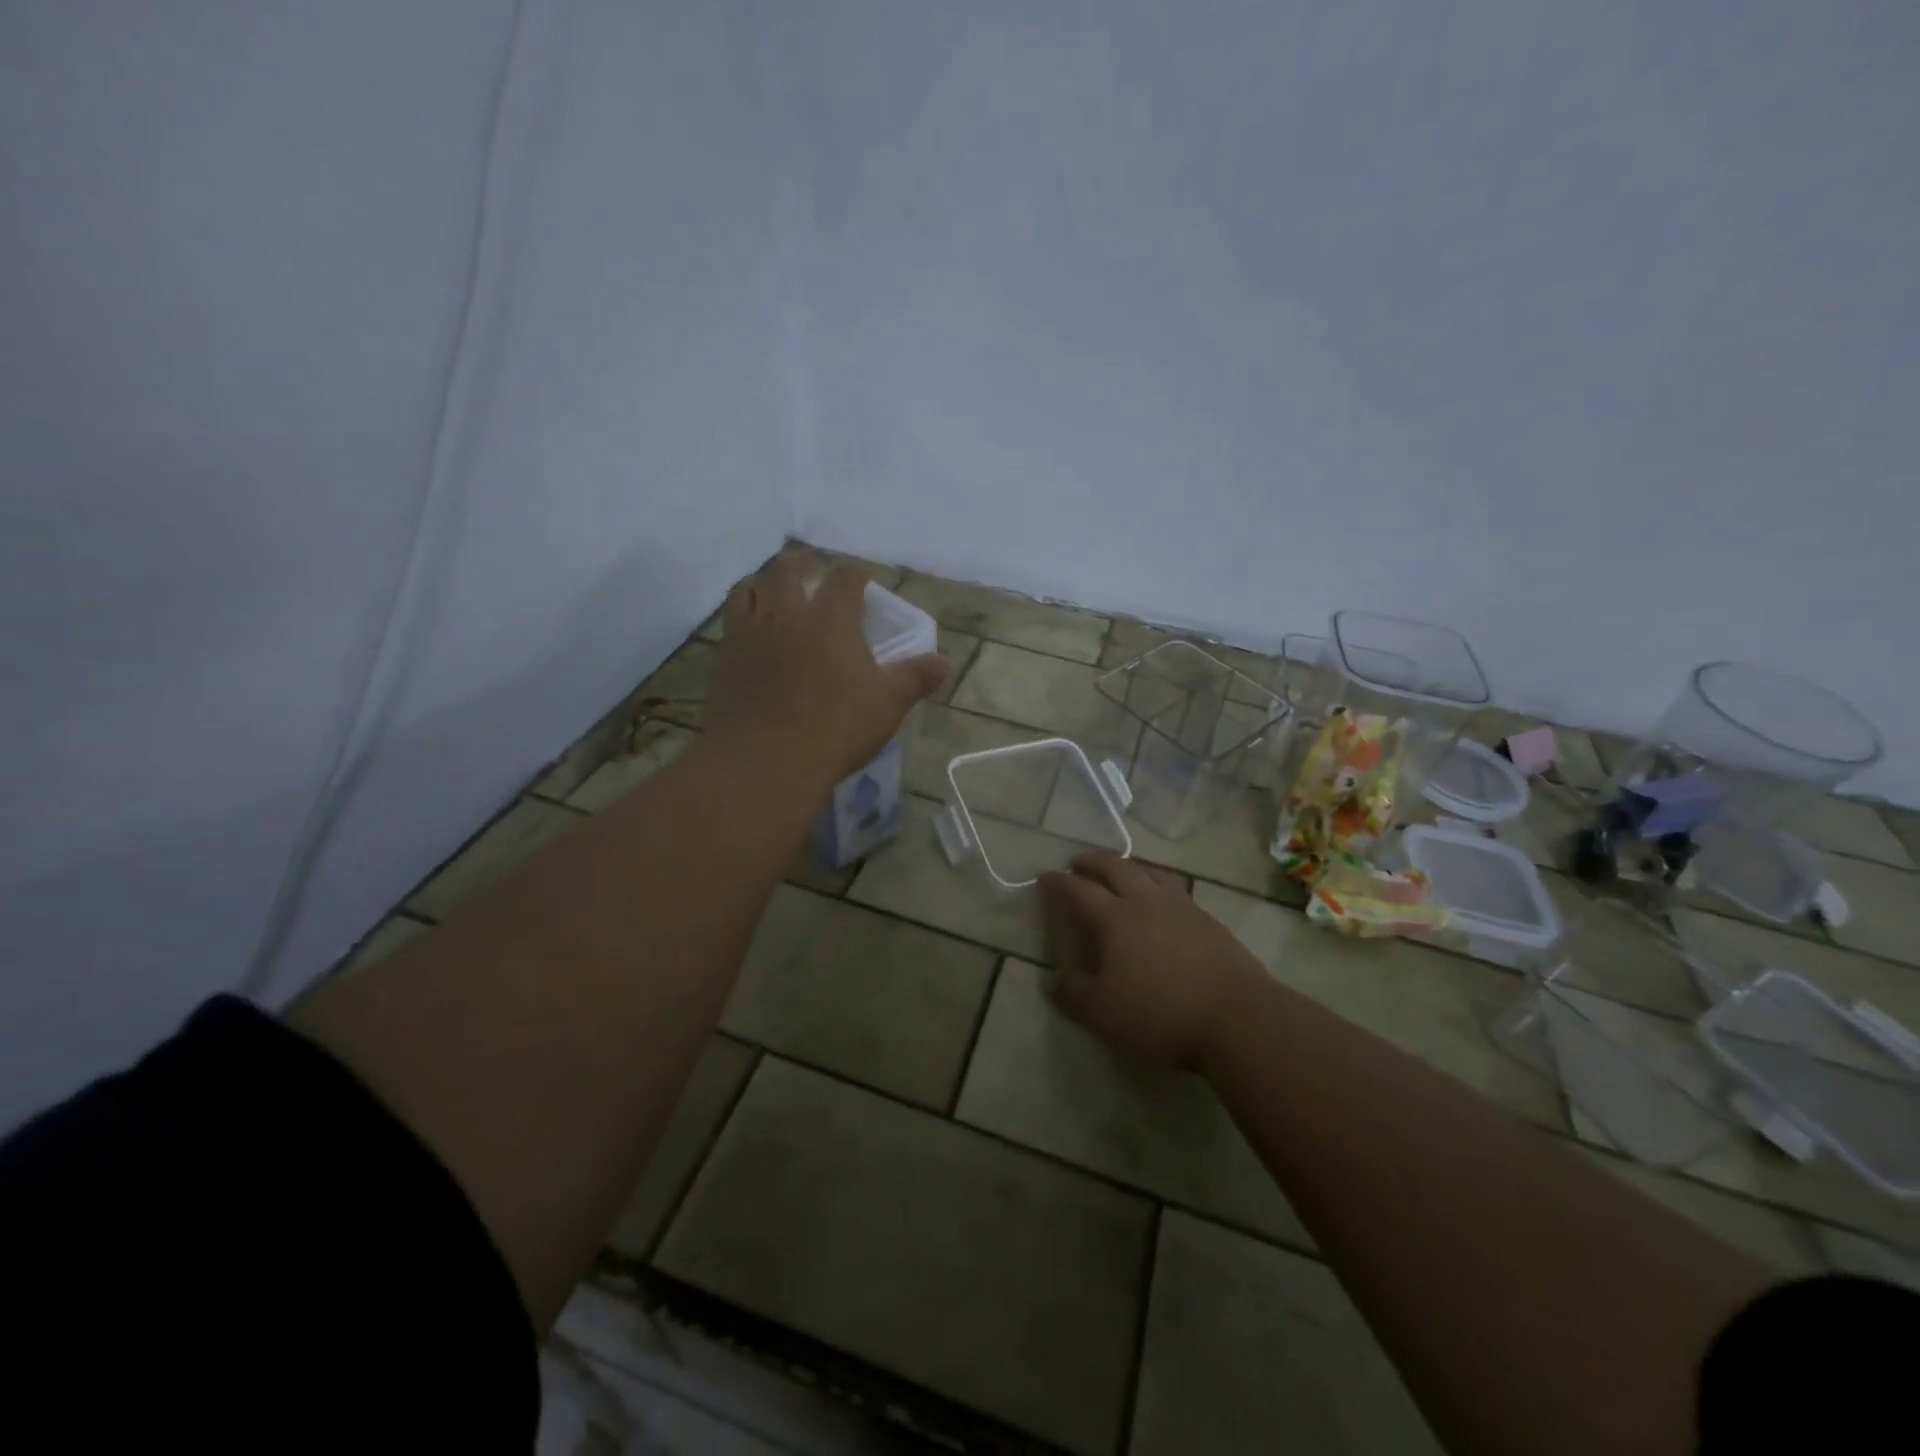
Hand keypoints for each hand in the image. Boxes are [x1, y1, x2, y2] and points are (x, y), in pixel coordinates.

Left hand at [705, 554, 948, 786]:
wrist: (765, 760)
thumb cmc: (836, 727)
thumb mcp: (887, 704)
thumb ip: (915, 678)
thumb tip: (943, 664)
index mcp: (831, 619)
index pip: (844, 580)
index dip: (854, 575)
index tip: (860, 579)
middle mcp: (787, 615)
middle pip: (787, 572)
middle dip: (801, 563)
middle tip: (809, 564)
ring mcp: (750, 635)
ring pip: (749, 590)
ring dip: (762, 581)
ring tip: (770, 585)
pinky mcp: (724, 660)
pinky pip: (729, 622)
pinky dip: (741, 614)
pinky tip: (747, 627)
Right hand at [1039, 851, 1267, 1070]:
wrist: (1236, 1017)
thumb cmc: (1159, 1014)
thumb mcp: (1102, 1013)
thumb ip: (1072, 993)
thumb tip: (1048, 980)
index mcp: (1114, 918)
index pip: (1078, 890)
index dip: (1058, 882)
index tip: (1044, 877)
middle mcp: (1145, 901)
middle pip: (1115, 867)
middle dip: (1092, 861)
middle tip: (1077, 862)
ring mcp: (1181, 906)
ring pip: (1149, 871)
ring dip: (1128, 866)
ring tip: (1119, 872)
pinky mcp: (1208, 919)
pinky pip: (1174, 889)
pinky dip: (1156, 885)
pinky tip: (1160, 903)